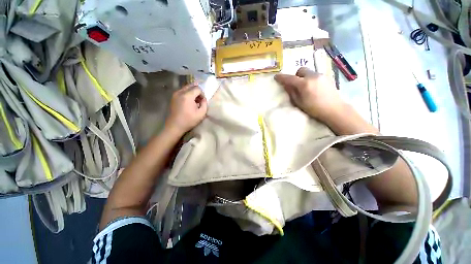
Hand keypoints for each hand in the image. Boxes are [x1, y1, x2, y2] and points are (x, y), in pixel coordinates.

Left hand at [165, 83, 207, 135]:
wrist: (175, 126)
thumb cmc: (189, 120)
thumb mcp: (201, 114)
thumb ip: (205, 104)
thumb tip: (203, 99)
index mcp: (187, 96)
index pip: (198, 88)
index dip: (202, 94)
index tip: (203, 101)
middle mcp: (180, 92)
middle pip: (191, 86)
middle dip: (197, 92)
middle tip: (199, 100)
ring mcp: (175, 94)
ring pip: (186, 88)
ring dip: (192, 92)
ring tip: (194, 101)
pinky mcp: (173, 97)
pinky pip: (182, 91)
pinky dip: (187, 94)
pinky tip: (188, 102)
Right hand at [274, 67, 345, 122]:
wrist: (334, 109)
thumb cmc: (314, 109)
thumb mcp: (299, 102)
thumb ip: (291, 92)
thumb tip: (286, 85)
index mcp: (304, 84)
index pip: (290, 78)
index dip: (282, 77)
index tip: (276, 77)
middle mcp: (313, 76)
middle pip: (301, 70)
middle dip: (296, 76)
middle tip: (296, 85)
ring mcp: (321, 75)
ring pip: (309, 72)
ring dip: (304, 77)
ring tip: (306, 87)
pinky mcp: (327, 77)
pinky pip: (315, 75)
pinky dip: (311, 79)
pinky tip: (314, 88)